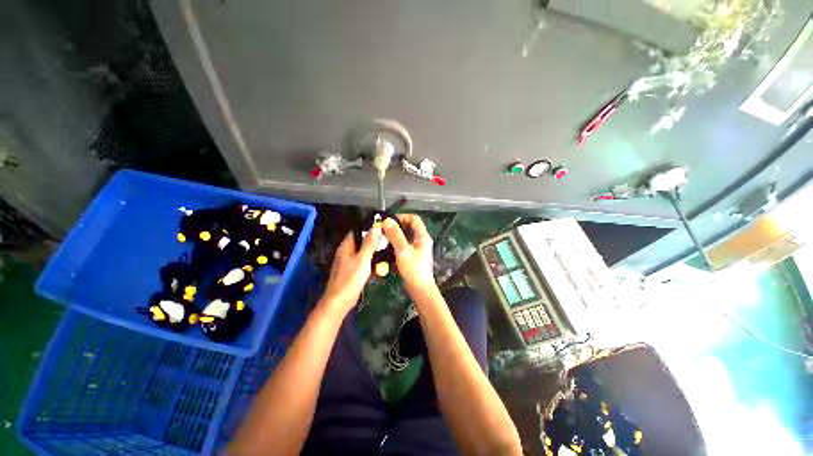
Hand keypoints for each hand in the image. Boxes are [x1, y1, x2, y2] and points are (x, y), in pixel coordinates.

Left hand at [320, 225, 380, 315]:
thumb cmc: (351, 279)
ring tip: (388, 249)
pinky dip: (371, 261)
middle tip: (388, 238)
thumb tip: (375, 227)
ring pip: (363, 252)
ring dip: (373, 251)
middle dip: (373, 240)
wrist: (340, 302)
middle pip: (361, 241)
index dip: (368, 227)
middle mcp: (346, 252)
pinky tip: (381, 263)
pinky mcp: (353, 271)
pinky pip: (363, 262)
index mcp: (346, 246)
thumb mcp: (363, 259)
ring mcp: (349, 262)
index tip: (382, 225)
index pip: (356, 231)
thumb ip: (369, 243)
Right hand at [383, 215, 435, 292]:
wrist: (419, 288)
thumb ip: (395, 235)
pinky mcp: (412, 256)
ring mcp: (417, 249)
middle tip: (383, 231)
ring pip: (405, 237)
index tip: (389, 222)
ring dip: (394, 237)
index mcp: (422, 236)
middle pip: (408, 227)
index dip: (402, 217)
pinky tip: (386, 250)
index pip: (414, 218)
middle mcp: (421, 240)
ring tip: (383, 239)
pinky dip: (395, 246)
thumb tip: (387, 221)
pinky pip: (403, 246)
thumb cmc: (413, 269)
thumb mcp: (403, 250)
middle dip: (395, 228)